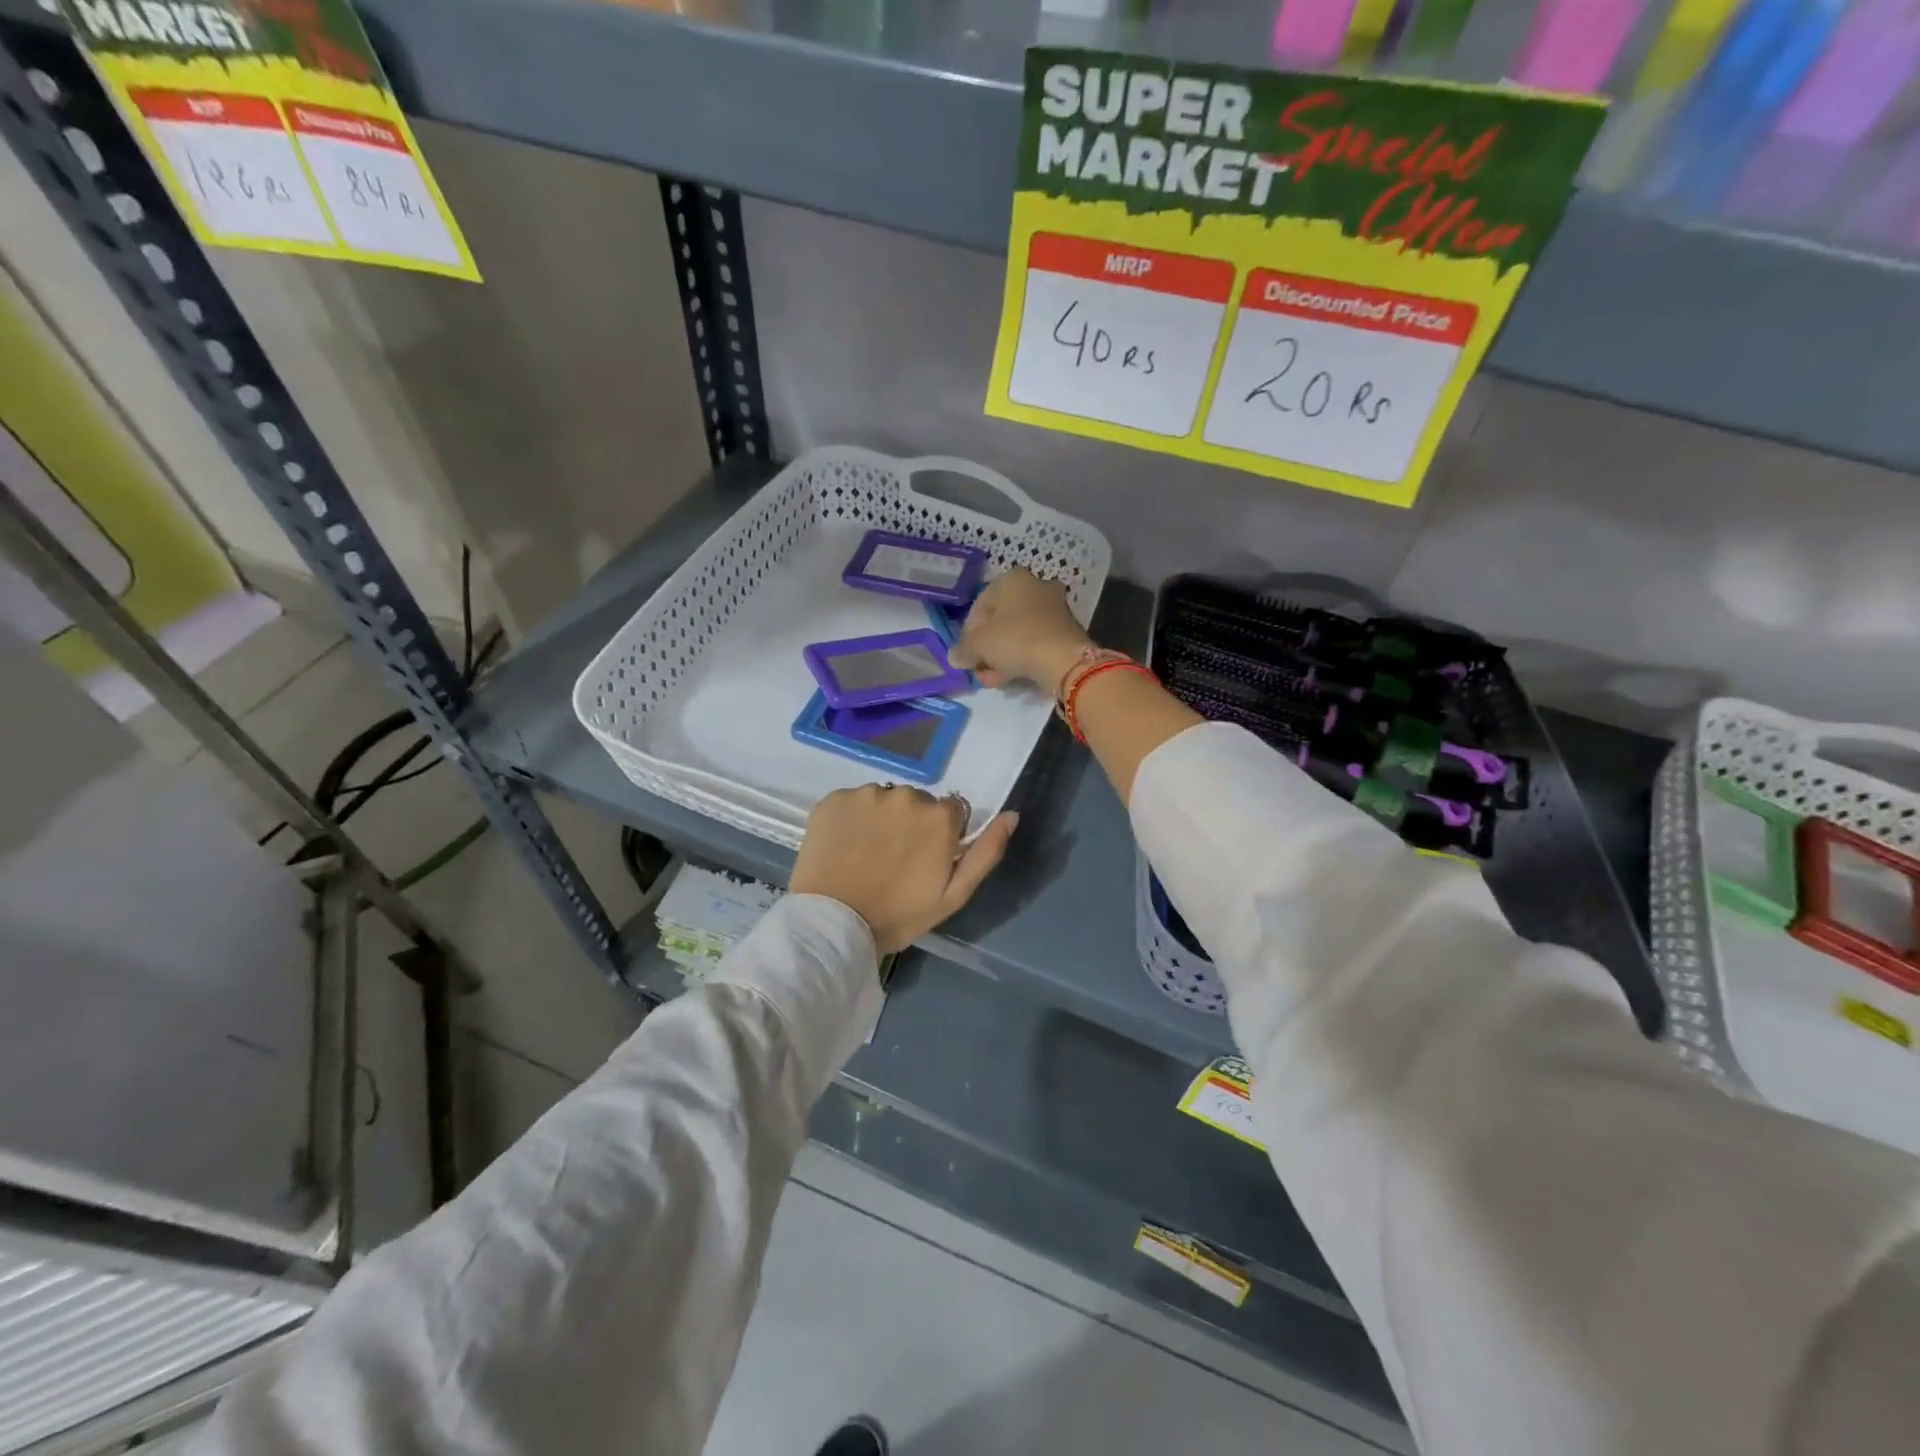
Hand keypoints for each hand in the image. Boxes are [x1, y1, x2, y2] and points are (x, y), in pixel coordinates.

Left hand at [791, 785, 1018, 953]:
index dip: (940, 836)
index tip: (924, 861)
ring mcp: (866, 795)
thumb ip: (986, 852)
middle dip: (910, 824)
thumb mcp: (954, 894)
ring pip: (883, 800)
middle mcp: (905, 794)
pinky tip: (845, 847)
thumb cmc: (899, 914)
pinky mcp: (834, 799)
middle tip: (894, 861)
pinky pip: (852, 802)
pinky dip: (851, 819)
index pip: (950, 812)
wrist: (834, 924)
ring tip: (867, 855)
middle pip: (916, 803)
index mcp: (939, 816)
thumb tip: (1012, 815)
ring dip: (881, 820)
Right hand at [950, 568, 1092, 693]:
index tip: (965, 653)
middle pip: (1000, 619)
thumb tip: (955, 657)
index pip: (979, 605)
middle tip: (978, 666)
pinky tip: (1010, 676)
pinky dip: (1021, 657)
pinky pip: (1035, 642)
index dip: (967, 632)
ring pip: (1018, 632)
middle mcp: (1035, 586)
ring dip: (1002, 655)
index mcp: (1011, 579)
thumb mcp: (978, 645)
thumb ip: (963, 650)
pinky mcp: (1065, 629)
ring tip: (991, 678)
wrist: (1063, 660)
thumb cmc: (1015, 640)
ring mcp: (1053, 608)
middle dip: (987, 646)